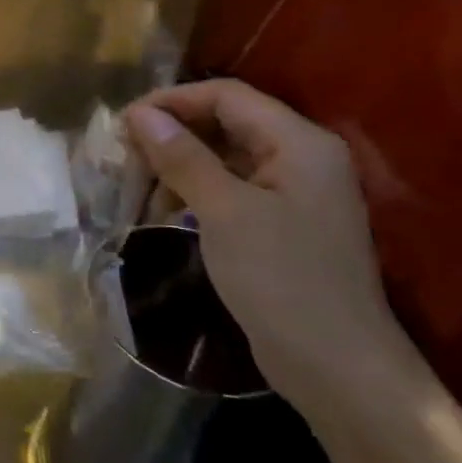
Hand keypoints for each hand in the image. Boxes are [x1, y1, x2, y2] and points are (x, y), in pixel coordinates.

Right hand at [122, 80, 412, 410]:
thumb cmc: (281, 279)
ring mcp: (294, 194)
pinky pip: (231, 189)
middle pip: (226, 123)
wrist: (337, 367)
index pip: (227, 96)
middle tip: (124, 155)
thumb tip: (139, 114)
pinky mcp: (282, 225)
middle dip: (172, 134)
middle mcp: (301, 158)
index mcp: (299, 143)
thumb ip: (182, 156)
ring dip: (178, 165)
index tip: (124, 122)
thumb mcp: (224, 211)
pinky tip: (165, 212)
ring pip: (225, 158)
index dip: (172, 101)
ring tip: (137, 186)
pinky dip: (195, 192)